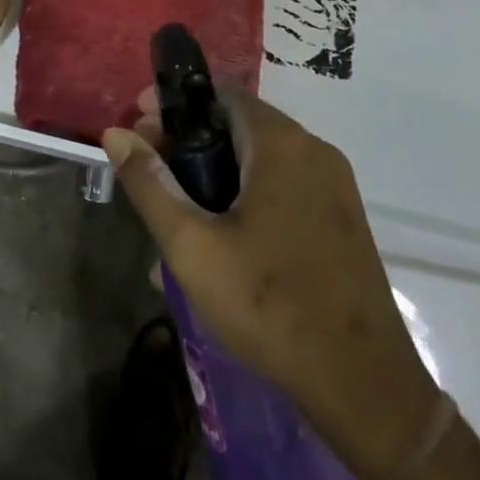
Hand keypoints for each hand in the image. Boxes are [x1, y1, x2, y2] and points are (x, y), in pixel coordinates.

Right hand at [103, 86, 440, 479]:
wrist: (364, 387)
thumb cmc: (269, 305)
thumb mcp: (192, 245)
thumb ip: (150, 184)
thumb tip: (115, 134)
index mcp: (282, 144)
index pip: (219, 92)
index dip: (173, 104)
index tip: (138, 128)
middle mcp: (313, 151)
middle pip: (238, 123)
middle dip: (188, 140)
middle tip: (150, 171)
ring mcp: (333, 186)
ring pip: (259, 158)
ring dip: (214, 170)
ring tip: (176, 210)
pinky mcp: (341, 219)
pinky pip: (283, 186)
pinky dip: (245, 193)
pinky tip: (219, 238)